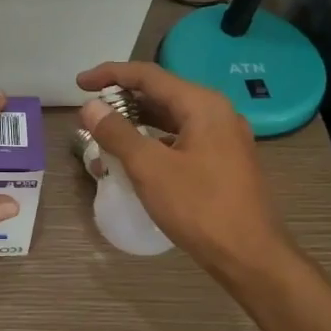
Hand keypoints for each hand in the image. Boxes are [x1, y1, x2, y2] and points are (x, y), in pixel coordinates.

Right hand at [76, 62, 290, 283]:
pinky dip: (154, 141)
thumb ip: (117, 133)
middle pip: (162, 94)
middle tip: (90, 111)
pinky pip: (181, 139)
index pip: (149, 75)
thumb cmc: (200, 208)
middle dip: (123, 99)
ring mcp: (224, 139)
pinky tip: (135, 158)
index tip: (80, 84)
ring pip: (172, 118)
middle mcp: (217, 114)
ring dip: (137, 122)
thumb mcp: (150, 169)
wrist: (251, 256)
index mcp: (203, 105)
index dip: (110, 74)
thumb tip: (91, 107)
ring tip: (105, 133)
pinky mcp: (223, 162)